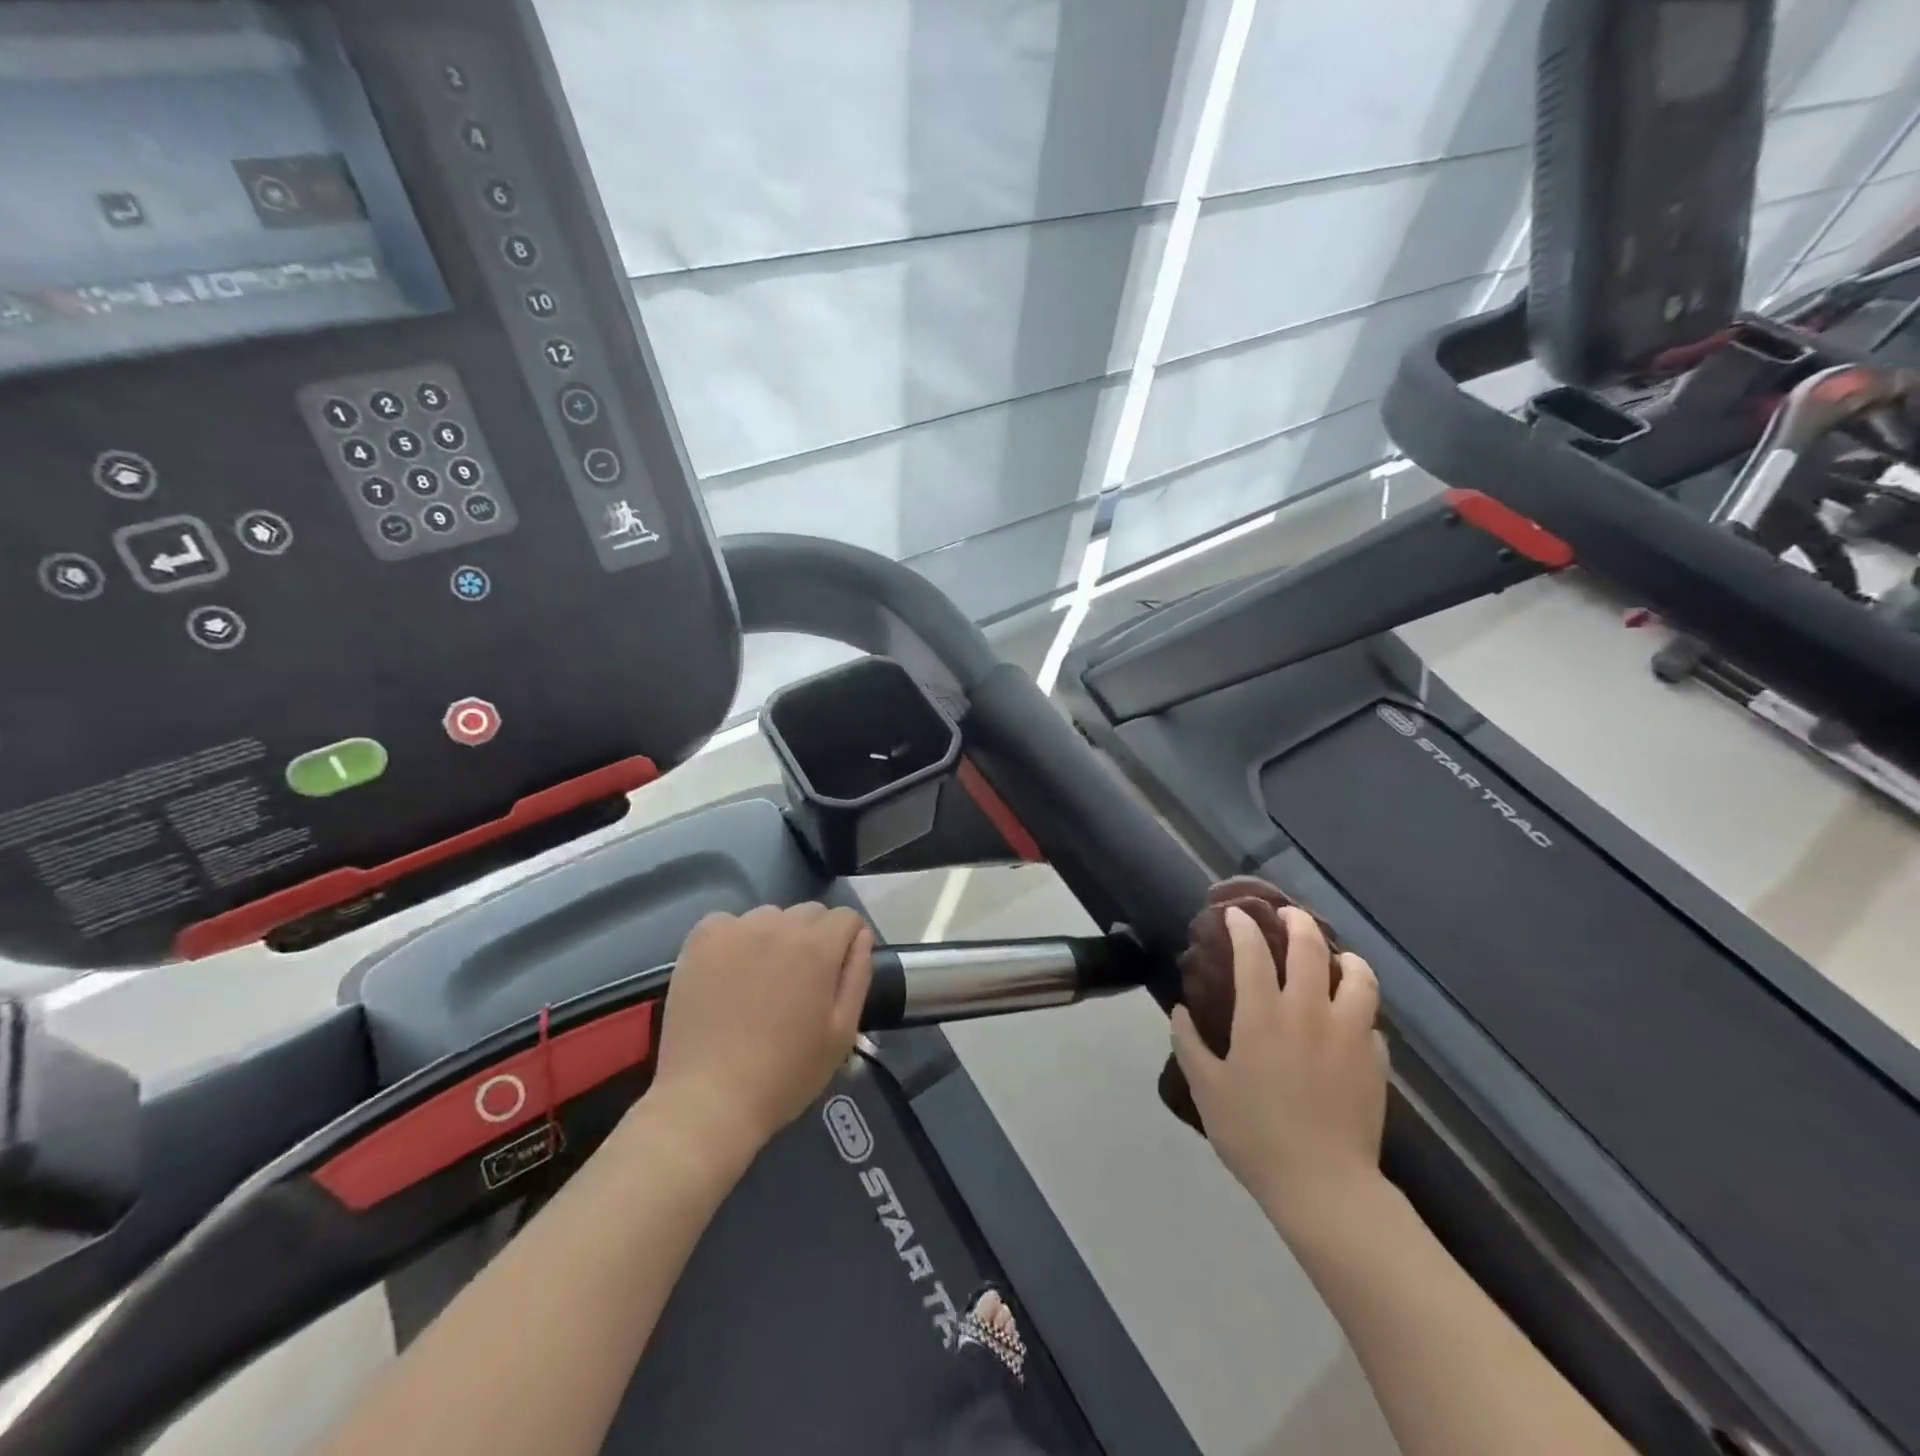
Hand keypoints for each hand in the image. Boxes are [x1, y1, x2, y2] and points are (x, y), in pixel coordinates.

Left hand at [649, 904, 873, 1160]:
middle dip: (814, 938)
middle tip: (800, 982)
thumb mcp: (842, 1032)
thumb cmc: (786, 1073)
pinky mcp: (700, 941)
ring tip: (762, 980)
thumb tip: (861, 936)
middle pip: (809, 913)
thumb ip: (858, 974)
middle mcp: (778, 925)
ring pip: (769, 917)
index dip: (848, 942)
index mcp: (817, 946)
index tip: (838, 972)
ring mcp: (735, 929)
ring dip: (774, 938)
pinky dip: (734, 940)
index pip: (846, 917)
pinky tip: (729, 973)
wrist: (710, 1099)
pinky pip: (727, 923)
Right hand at [1171, 906, 1387, 1233]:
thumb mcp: (1207, 1090)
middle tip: (1289, 914)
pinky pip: (1371, 1021)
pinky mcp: (1375, 1062)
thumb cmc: (1255, 1135)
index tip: (1236, 914)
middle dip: (1298, 922)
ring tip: (1336, 957)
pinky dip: (1359, 1009)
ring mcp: (1347, 1035)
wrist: (1324, 1187)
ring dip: (1346, 957)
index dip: (1243, 927)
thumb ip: (1189, 1044)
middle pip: (1309, 949)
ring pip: (1358, 977)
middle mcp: (1308, 1013)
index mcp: (1263, 1016)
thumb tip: (1181, 1012)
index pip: (1253, 953)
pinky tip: (1350, 1019)